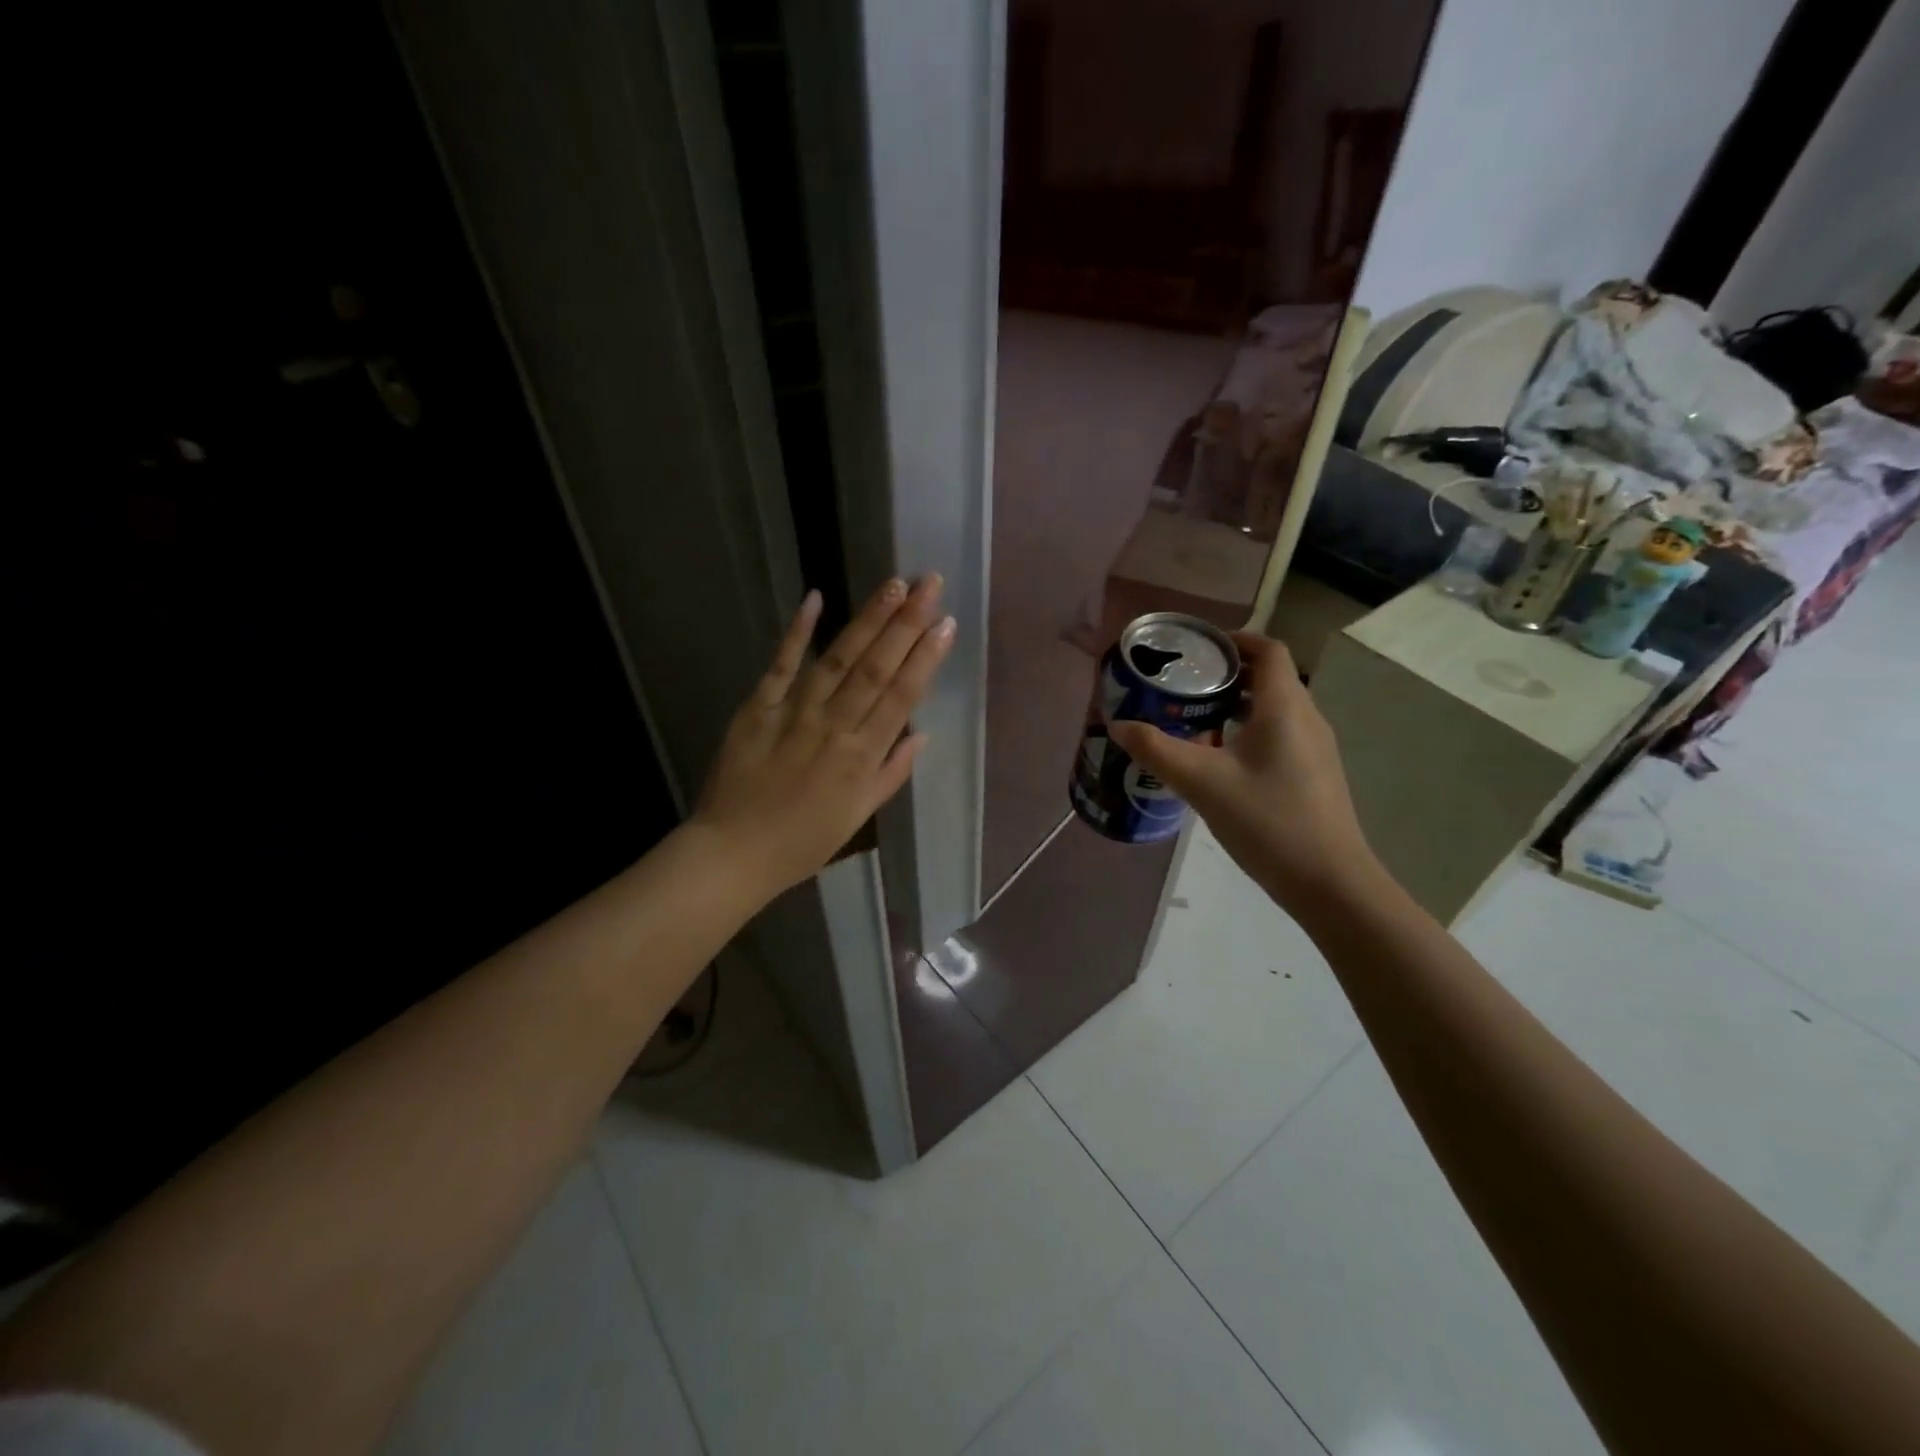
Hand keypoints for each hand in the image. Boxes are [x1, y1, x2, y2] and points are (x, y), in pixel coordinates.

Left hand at [691, 575, 953, 899]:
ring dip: (867, 620)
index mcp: (862, 757)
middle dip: (906, 624)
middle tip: (929, 584)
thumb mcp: (858, 817)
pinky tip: (815, 597)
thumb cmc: (803, 842)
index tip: (947, 624)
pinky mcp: (757, 708)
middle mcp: (834, 728)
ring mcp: (794, 714)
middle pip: (876, 668)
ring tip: (893, 585)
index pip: (902, 696)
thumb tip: (922, 734)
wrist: (734, 853)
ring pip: (838, 659)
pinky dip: (797, 632)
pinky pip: (780, 665)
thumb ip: (891, 773)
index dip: (927, 658)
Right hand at [1109, 632, 1375, 911]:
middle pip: (1269, 677)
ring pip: (1273, 709)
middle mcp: (1306, 718)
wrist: (1330, 883)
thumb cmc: (1267, 821)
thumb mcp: (1202, 783)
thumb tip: (1118, 726)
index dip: (1234, 640)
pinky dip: (1248, 731)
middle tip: (1183, 684)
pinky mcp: (1314, 774)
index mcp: (1284, 707)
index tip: (1197, 648)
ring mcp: (1315, 748)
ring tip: (1193, 718)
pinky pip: (1279, 734)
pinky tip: (1219, 761)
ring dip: (1236, 705)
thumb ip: (1157, 750)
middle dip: (1227, 674)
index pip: (1268, 650)